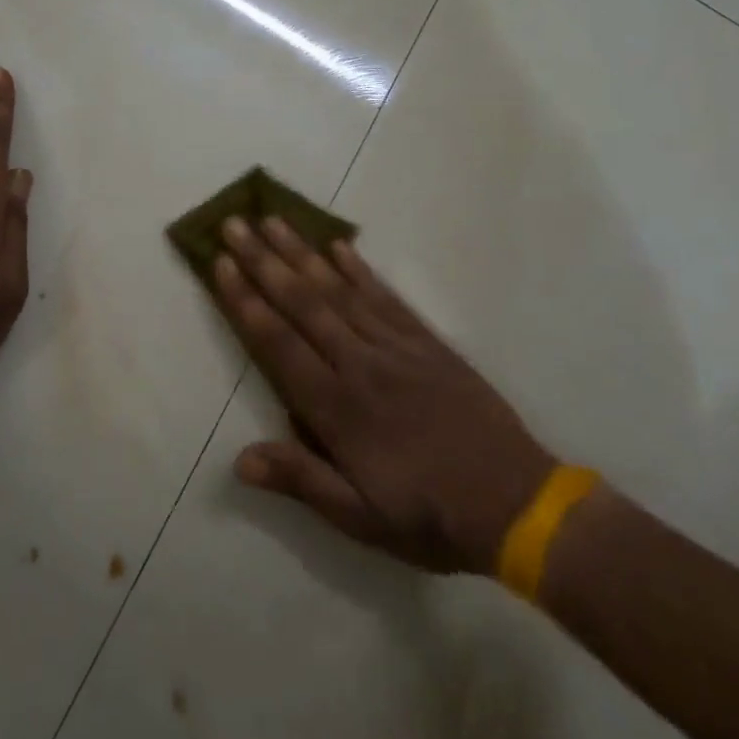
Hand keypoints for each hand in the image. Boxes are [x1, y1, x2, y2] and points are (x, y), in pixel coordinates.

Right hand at [214, 217, 554, 574]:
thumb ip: (300, 480)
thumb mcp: (360, 518)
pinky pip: (386, 297)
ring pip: (339, 290)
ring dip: (302, 252)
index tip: (221, 264)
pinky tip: (338, 245)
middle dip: (263, 260)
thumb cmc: (429, 517)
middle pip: (303, 303)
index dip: (245, 301)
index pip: (278, 343)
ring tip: (273, 220)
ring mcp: (396, 347)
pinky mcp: (427, 342)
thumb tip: (238, 460)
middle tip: (234, 223)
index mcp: (337, 408)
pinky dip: (359, 269)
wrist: (518, 506)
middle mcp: (360, 364)